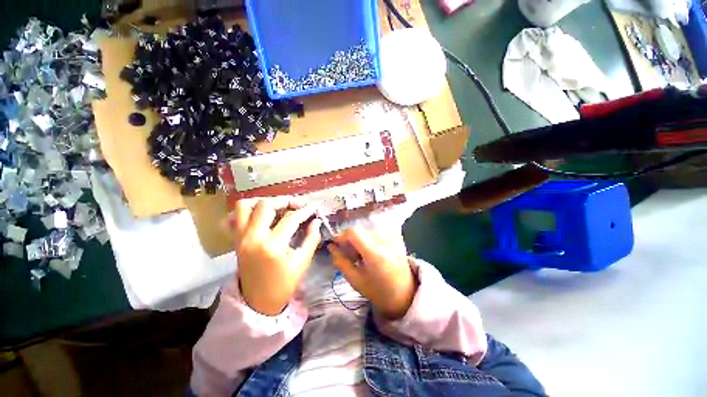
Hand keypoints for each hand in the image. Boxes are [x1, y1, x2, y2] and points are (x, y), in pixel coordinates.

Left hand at [231, 197, 321, 315]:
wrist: (258, 301)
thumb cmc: (284, 284)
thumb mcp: (302, 262)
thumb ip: (311, 238)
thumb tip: (316, 220)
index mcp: (273, 246)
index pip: (291, 218)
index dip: (306, 210)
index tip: (315, 206)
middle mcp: (253, 237)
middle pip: (266, 206)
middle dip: (285, 201)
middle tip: (298, 205)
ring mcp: (240, 238)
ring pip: (245, 206)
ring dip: (263, 201)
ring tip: (278, 206)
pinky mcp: (235, 240)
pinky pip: (233, 217)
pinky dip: (246, 211)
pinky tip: (259, 214)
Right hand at [328, 226, 416, 319]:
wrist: (406, 295)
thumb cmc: (379, 292)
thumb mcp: (356, 281)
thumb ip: (341, 262)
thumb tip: (331, 246)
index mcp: (375, 254)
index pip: (354, 232)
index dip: (341, 235)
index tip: (336, 245)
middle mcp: (384, 241)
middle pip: (360, 231)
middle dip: (350, 241)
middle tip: (348, 255)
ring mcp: (392, 238)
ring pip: (366, 232)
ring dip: (359, 241)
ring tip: (359, 257)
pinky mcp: (395, 238)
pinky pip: (375, 234)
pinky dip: (367, 241)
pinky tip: (369, 254)